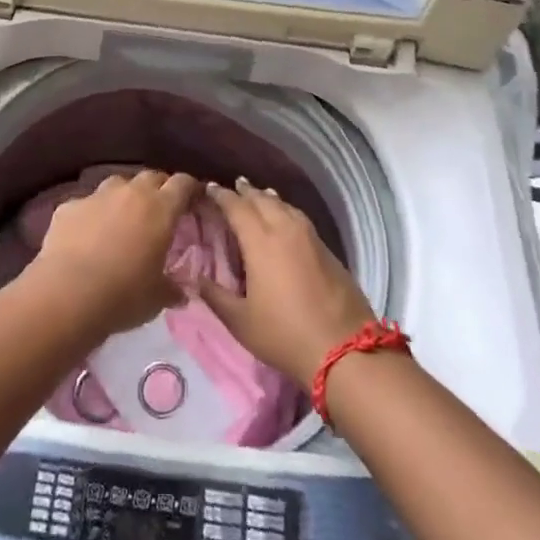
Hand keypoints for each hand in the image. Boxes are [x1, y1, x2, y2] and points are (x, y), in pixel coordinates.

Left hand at [28, 169, 199, 338]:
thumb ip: (172, 289)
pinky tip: (87, 235)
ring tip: (123, 219)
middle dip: (159, 189)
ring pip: (117, 184)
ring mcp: (97, 196)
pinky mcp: (68, 206)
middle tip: (161, 210)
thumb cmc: (123, 295)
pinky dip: (92, 214)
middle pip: (151, 177)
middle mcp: (130, 193)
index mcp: (160, 209)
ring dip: (125, 197)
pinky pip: (86, 204)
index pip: (183, 184)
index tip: (194, 200)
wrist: (67, 294)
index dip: (191, 189)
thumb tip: (180, 293)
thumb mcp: (157, 298)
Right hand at [195, 177, 376, 381]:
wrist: (344, 351)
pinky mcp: (327, 249)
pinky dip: (286, 211)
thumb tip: (194, 278)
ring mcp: (310, 237)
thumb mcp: (240, 322)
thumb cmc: (284, 335)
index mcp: (260, 241)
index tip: (209, 188)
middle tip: (232, 188)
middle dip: (245, 191)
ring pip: (284, 206)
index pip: (236, 206)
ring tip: (258, 196)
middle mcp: (285, 229)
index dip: (221, 195)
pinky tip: (284, 219)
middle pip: (262, 199)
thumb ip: (215, 296)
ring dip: (267, 198)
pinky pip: (299, 218)